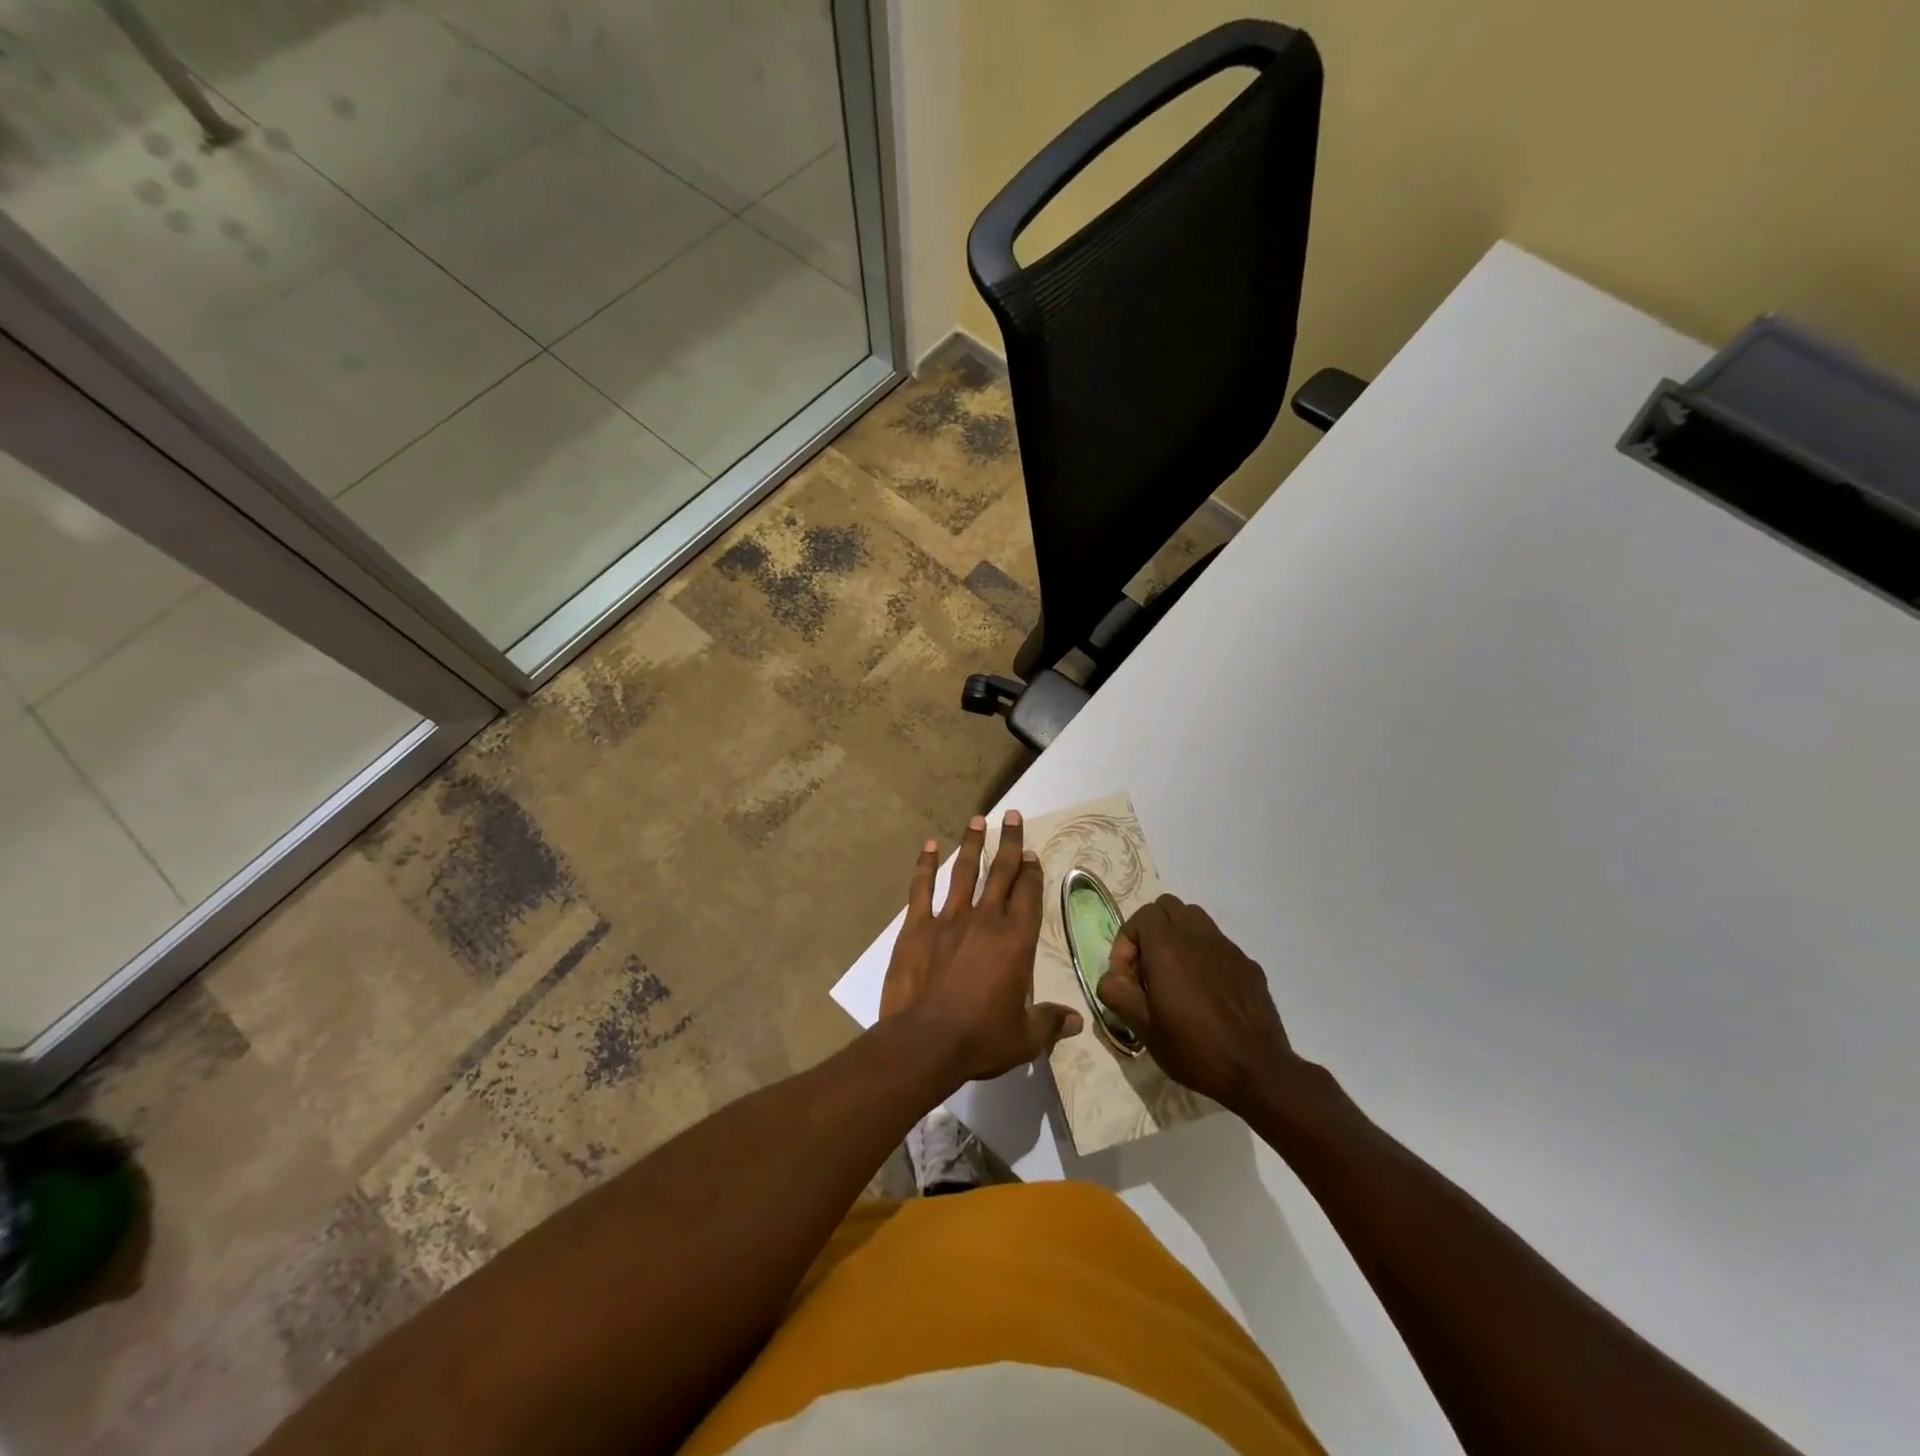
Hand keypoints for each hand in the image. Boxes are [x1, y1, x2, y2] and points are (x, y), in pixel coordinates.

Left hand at [880, 811, 1081, 1083]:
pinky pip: (921, 889)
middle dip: (1009, 842)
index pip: (1028, 895)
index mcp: (1015, 940)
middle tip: (1013, 815)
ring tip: (977, 820)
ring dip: (972, 844)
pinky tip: (928, 845)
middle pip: (1001, 872)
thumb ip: (1050, 1023)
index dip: (1031, 872)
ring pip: (964, 872)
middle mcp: (986, 919)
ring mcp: (949, 919)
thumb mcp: (1024, 1038)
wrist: (925, 1042)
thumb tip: (1077, 1022)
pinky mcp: (917, 926)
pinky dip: (924, 865)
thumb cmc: (980, 1039)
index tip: (1031, 854)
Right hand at [1098, 895, 1298, 1115]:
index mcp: (1167, 947)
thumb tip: (1112, 977)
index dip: (1127, 941)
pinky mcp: (1248, 964)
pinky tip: (1207, 992)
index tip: (1128, 977)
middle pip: (1168, 907)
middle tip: (1148, 968)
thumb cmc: (1194, 1049)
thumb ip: (1117, 993)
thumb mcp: (1143, 1028)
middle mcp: (1197, 936)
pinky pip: (1218, 944)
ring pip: (1195, 919)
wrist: (1257, 1071)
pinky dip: (1204, 955)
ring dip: (1178, 936)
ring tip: (1175, 973)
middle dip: (1151, 930)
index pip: (1141, 915)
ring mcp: (1227, 948)